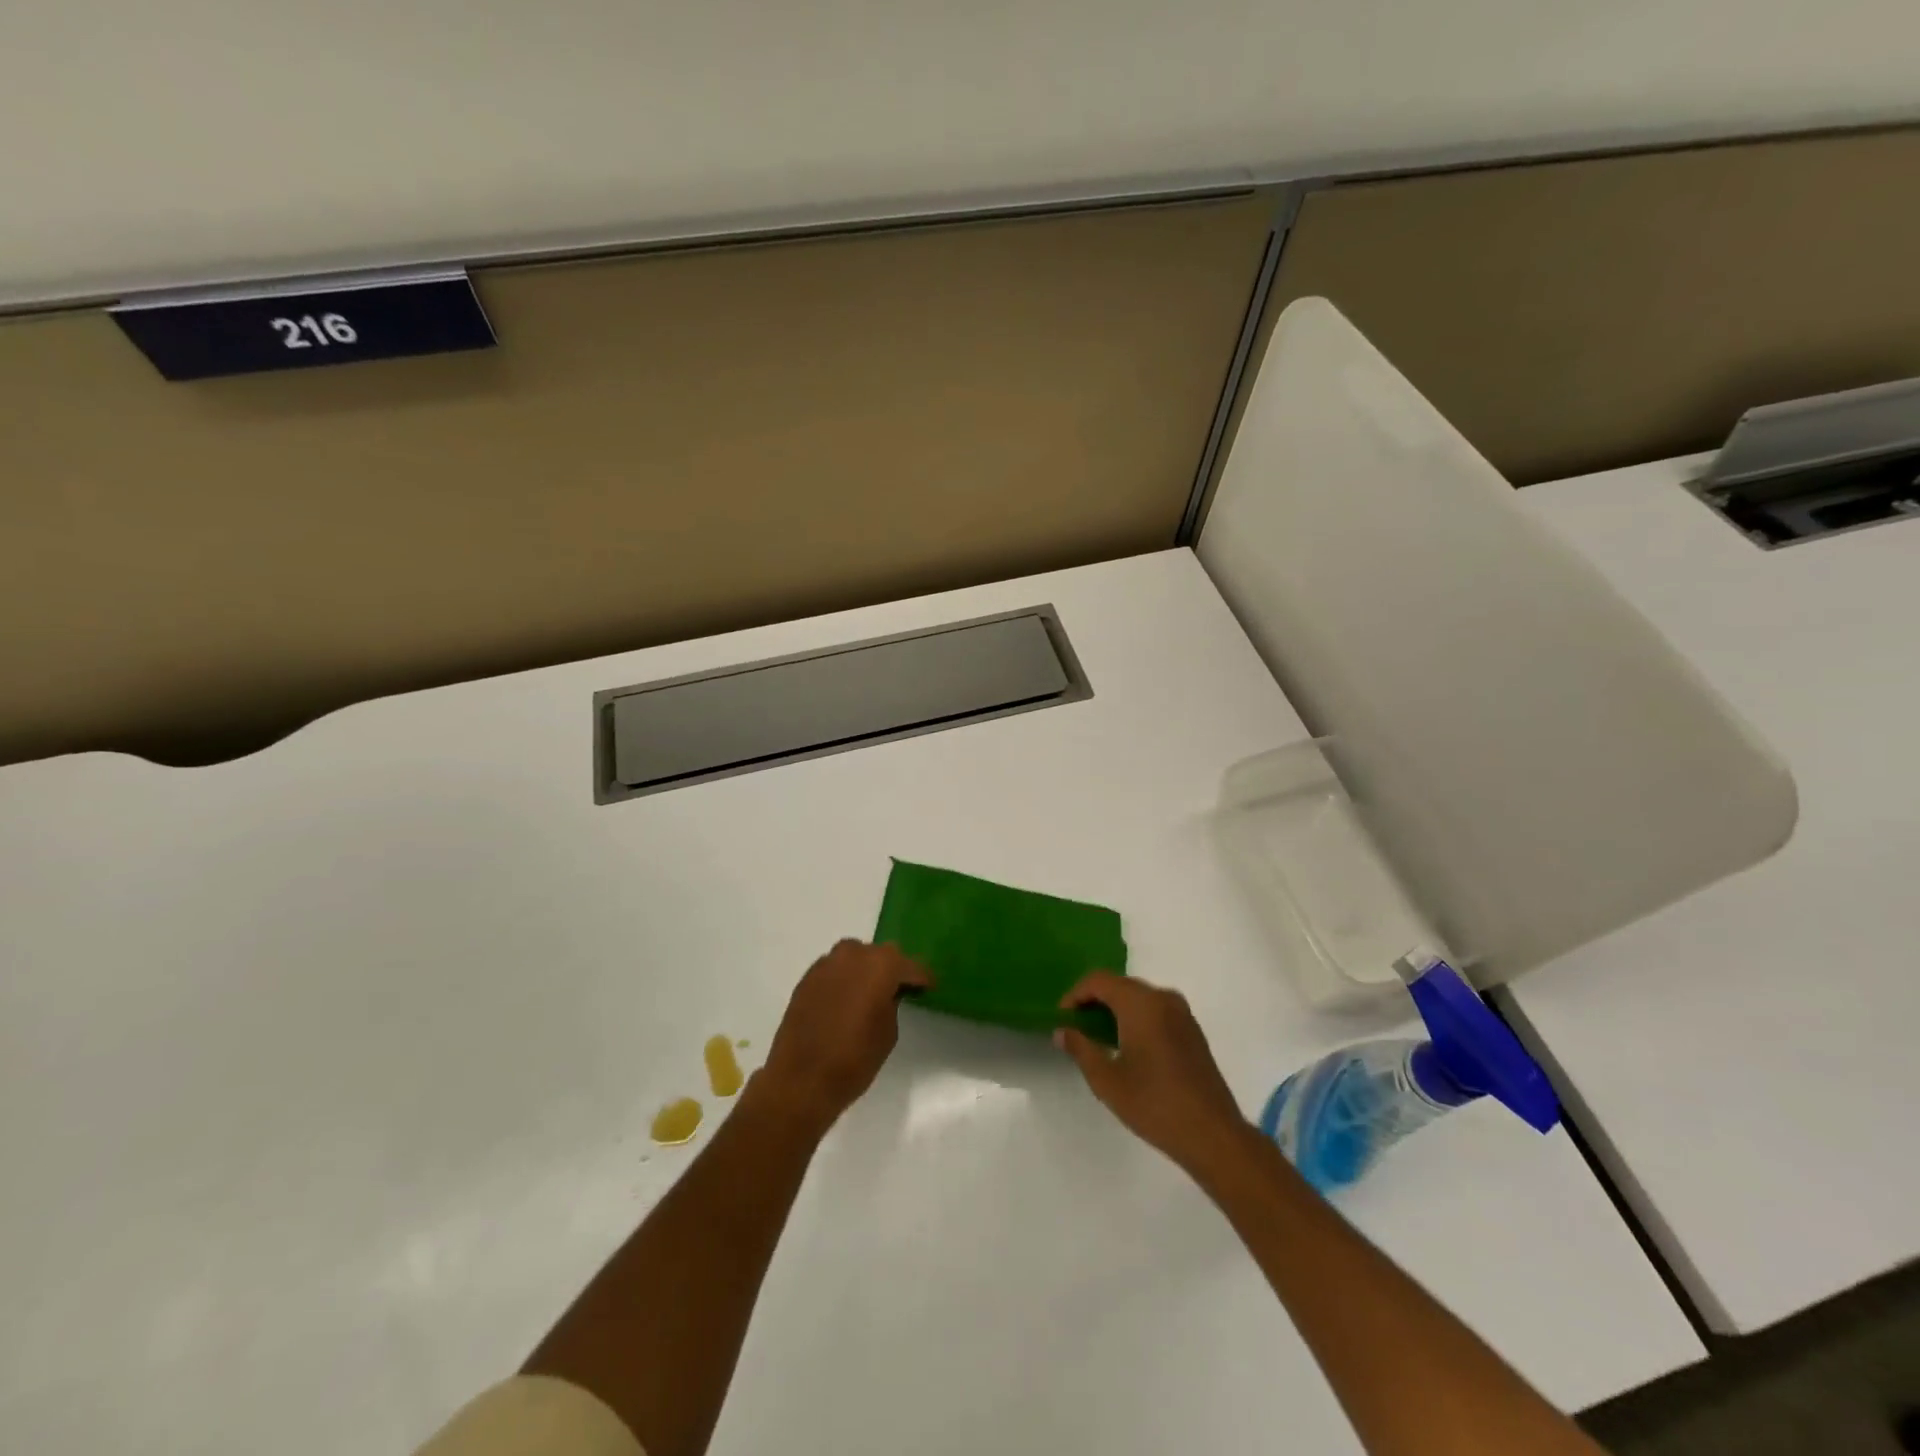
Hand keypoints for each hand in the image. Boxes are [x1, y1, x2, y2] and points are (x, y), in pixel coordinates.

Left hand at [755, 940, 931, 1136]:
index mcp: (882, 965)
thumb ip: (892, 1003)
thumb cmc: (854, 1058)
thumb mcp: (888, 1033)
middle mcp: (854, 954)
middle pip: (882, 955)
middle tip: (900, 989)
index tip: (929, 987)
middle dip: (892, 969)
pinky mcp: (808, 977)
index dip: (922, 978)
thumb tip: (887, 993)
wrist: (801, 1079)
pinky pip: (835, 969)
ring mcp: (827, 963)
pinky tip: (845, 999)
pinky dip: (844, 978)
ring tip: (870, 992)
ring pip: (856, 957)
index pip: (911, 966)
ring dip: (866, 970)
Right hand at [1055, 972, 1248, 1172]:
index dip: (1075, 995)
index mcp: (1141, 1003)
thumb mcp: (1107, 1080)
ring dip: (1115, 1010)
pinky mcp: (1192, 1030)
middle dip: (1094, 1001)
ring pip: (1139, 998)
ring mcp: (1182, 1013)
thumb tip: (1063, 1031)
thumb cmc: (1154, 1105)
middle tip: (1076, 1029)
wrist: (1213, 1134)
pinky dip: (1136, 1018)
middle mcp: (1163, 998)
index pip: (1099, 980)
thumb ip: (1081, 1049)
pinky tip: (1129, 1048)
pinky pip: (1156, 1010)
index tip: (1062, 1019)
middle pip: (1120, 985)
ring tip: (1099, 1039)